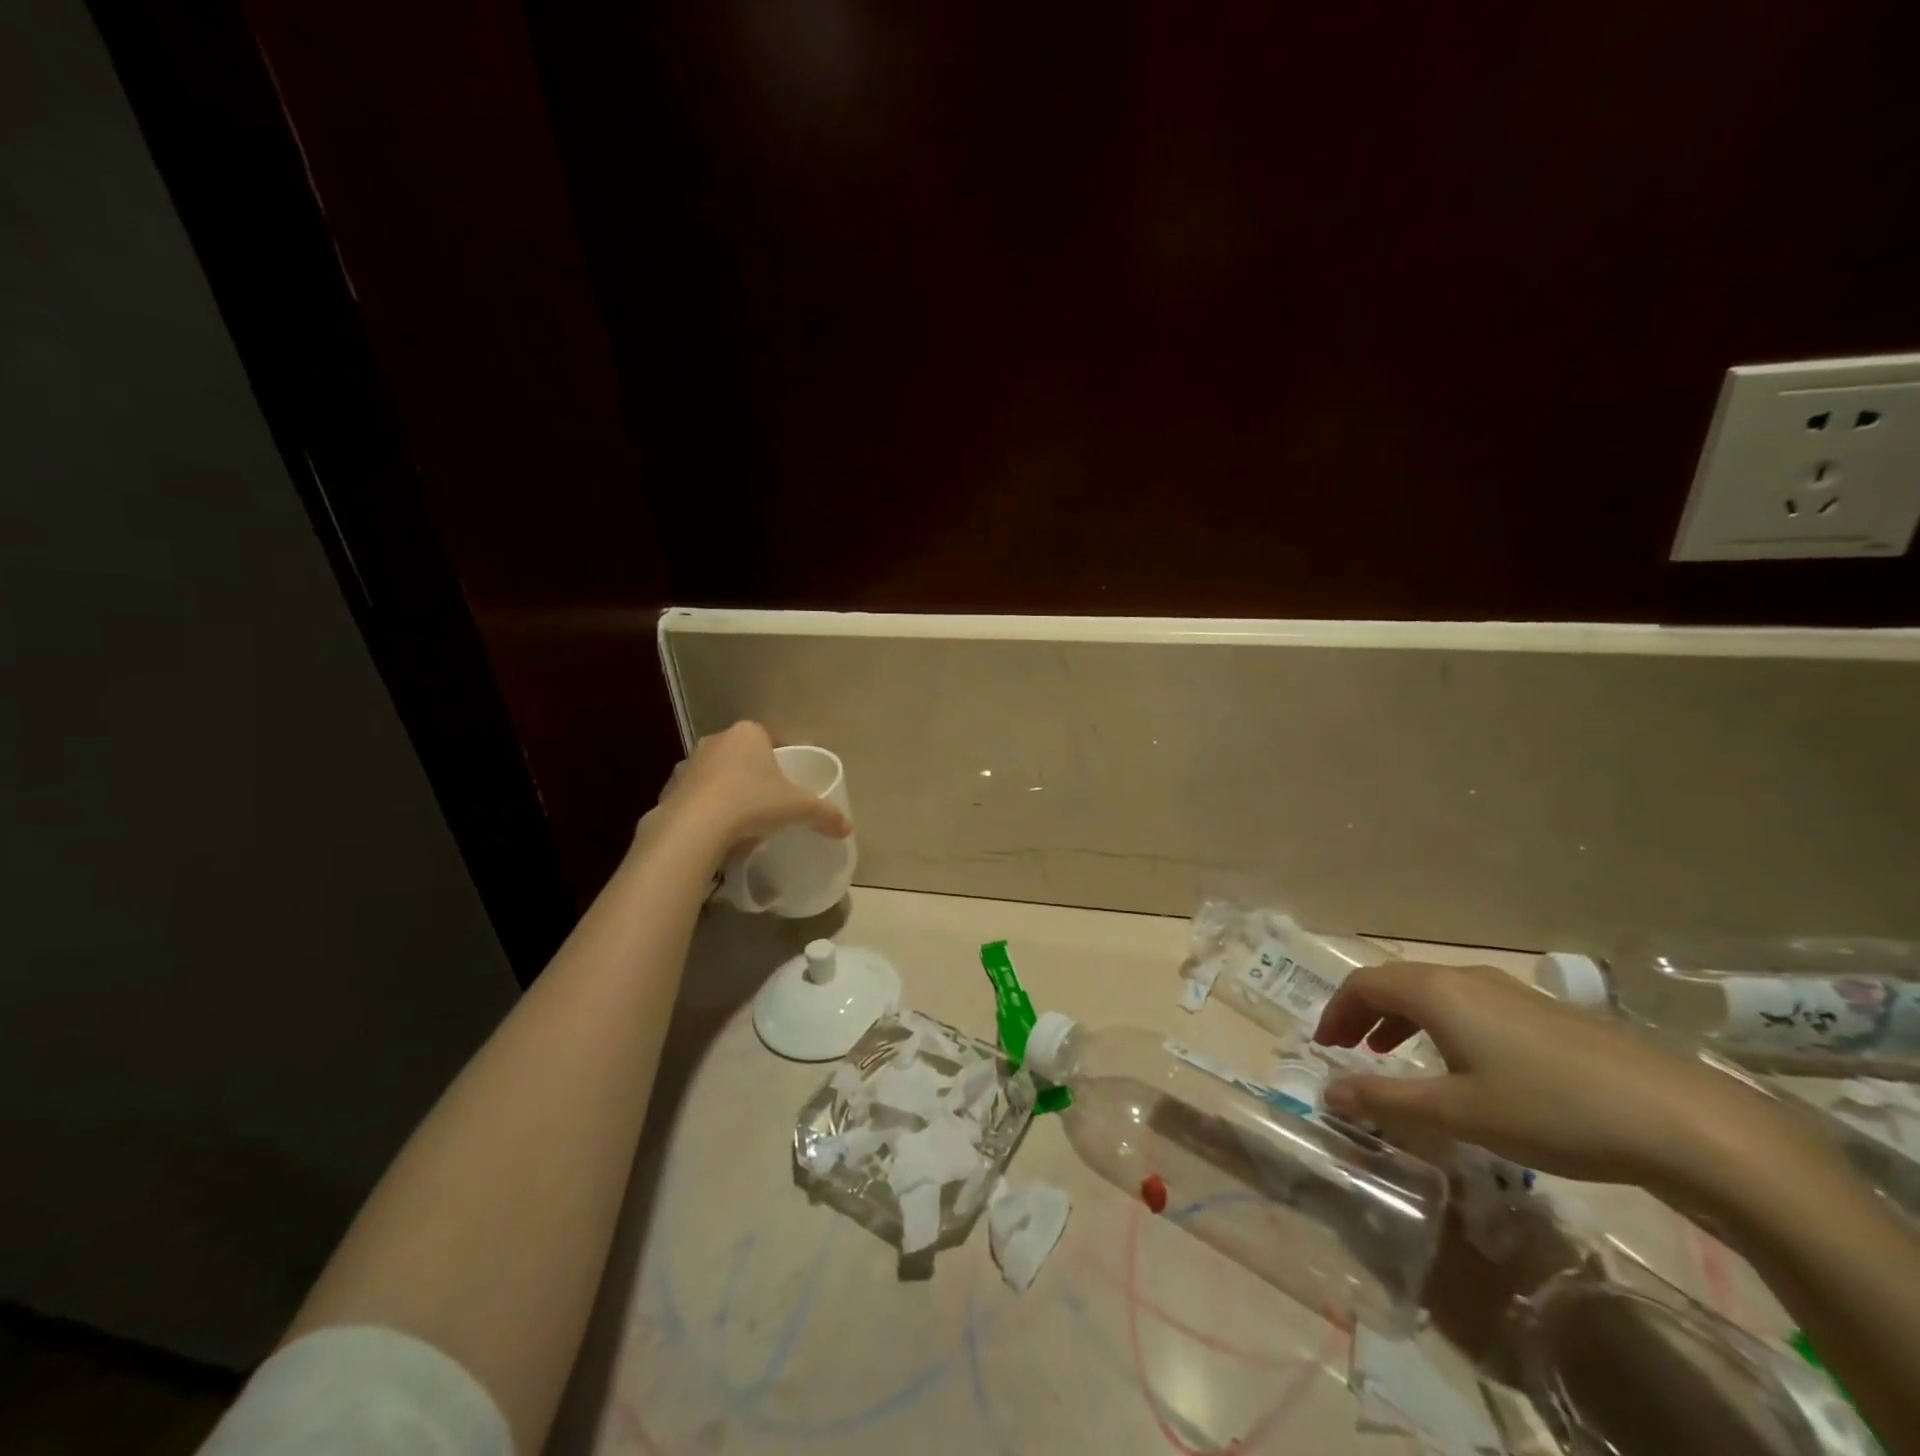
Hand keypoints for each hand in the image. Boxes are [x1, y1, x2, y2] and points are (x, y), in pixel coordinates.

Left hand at [647, 722, 851, 857]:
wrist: (695, 827)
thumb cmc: (753, 803)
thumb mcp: (799, 808)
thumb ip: (825, 814)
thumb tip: (847, 827)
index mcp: (748, 734)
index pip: (770, 739)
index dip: (781, 759)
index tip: (789, 783)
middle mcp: (716, 741)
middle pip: (742, 756)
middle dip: (754, 774)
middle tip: (769, 801)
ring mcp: (688, 764)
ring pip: (716, 775)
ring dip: (727, 791)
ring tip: (742, 820)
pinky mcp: (669, 789)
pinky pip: (695, 797)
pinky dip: (705, 810)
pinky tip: (716, 832)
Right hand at [1312, 961, 1787, 1188]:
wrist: (1682, 1120)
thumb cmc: (1551, 1110)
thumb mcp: (1458, 1113)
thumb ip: (1387, 1100)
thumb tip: (1327, 1092)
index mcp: (1436, 992)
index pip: (1363, 984)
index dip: (1336, 1011)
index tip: (1325, 1046)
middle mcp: (1465, 978)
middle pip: (1395, 981)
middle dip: (1363, 1012)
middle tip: (1350, 1050)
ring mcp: (1509, 992)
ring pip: (1434, 992)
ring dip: (1401, 1018)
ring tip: (1393, 1054)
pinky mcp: (1544, 1013)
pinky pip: (1467, 1004)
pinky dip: (1439, 1024)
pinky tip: (1463, 1065)